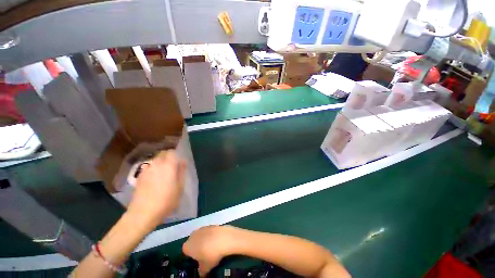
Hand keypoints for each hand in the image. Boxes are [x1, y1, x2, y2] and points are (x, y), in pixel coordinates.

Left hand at [127, 150, 185, 228]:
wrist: (143, 213)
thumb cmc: (166, 200)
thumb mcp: (180, 186)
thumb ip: (181, 171)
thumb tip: (183, 161)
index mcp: (168, 165)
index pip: (171, 152)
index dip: (175, 154)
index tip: (178, 161)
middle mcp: (156, 164)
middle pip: (162, 154)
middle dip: (168, 157)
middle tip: (173, 167)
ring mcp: (146, 170)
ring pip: (155, 161)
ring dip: (160, 163)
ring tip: (163, 174)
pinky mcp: (139, 177)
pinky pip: (148, 167)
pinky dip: (153, 169)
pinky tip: (154, 179)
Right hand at [183, 225, 235, 275]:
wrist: (224, 238)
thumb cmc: (211, 254)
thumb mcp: (205, 268)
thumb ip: (201, 272)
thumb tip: (202, 274)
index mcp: (187, 246)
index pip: (186, 252)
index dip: (192, 257)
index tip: (198, 260)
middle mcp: (192, 235)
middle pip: (193, 243)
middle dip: (197, 248)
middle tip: (205, 255)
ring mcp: (202, 228)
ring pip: (201, 237)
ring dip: (204, 241)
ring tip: (212, 248)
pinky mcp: (210, 225)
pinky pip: (208, 232)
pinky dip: (211, 236)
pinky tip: (217, 241)